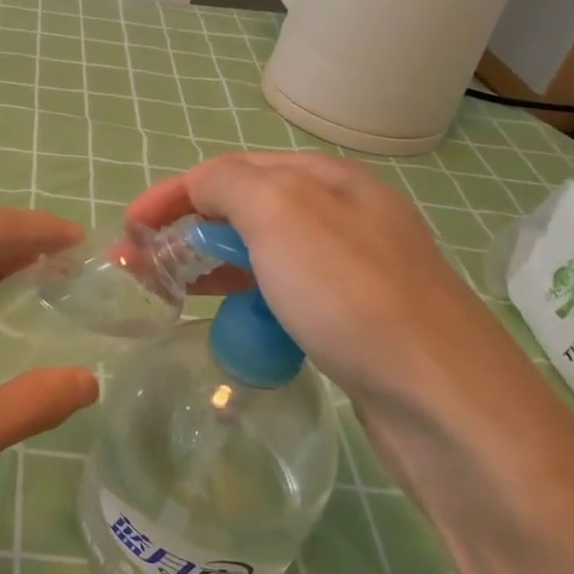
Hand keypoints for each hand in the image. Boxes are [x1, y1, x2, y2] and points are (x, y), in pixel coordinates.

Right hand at [127, 152, 536, 416]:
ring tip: (171, 290)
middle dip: (187, 229)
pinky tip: (232, 318)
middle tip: (143, 265)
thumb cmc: (352, 296)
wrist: (446, 403)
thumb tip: (201, 191)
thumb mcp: (281, 215)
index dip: (172, 194)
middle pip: (246, 208)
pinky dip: (246, 295)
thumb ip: (229, 185)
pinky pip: (283, 292)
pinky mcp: (356, 319)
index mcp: (327, 179)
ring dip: (212, 262)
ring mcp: (354, 270)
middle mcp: (344, 215)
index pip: (231, 171)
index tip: (128, 229)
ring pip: (264, 252)